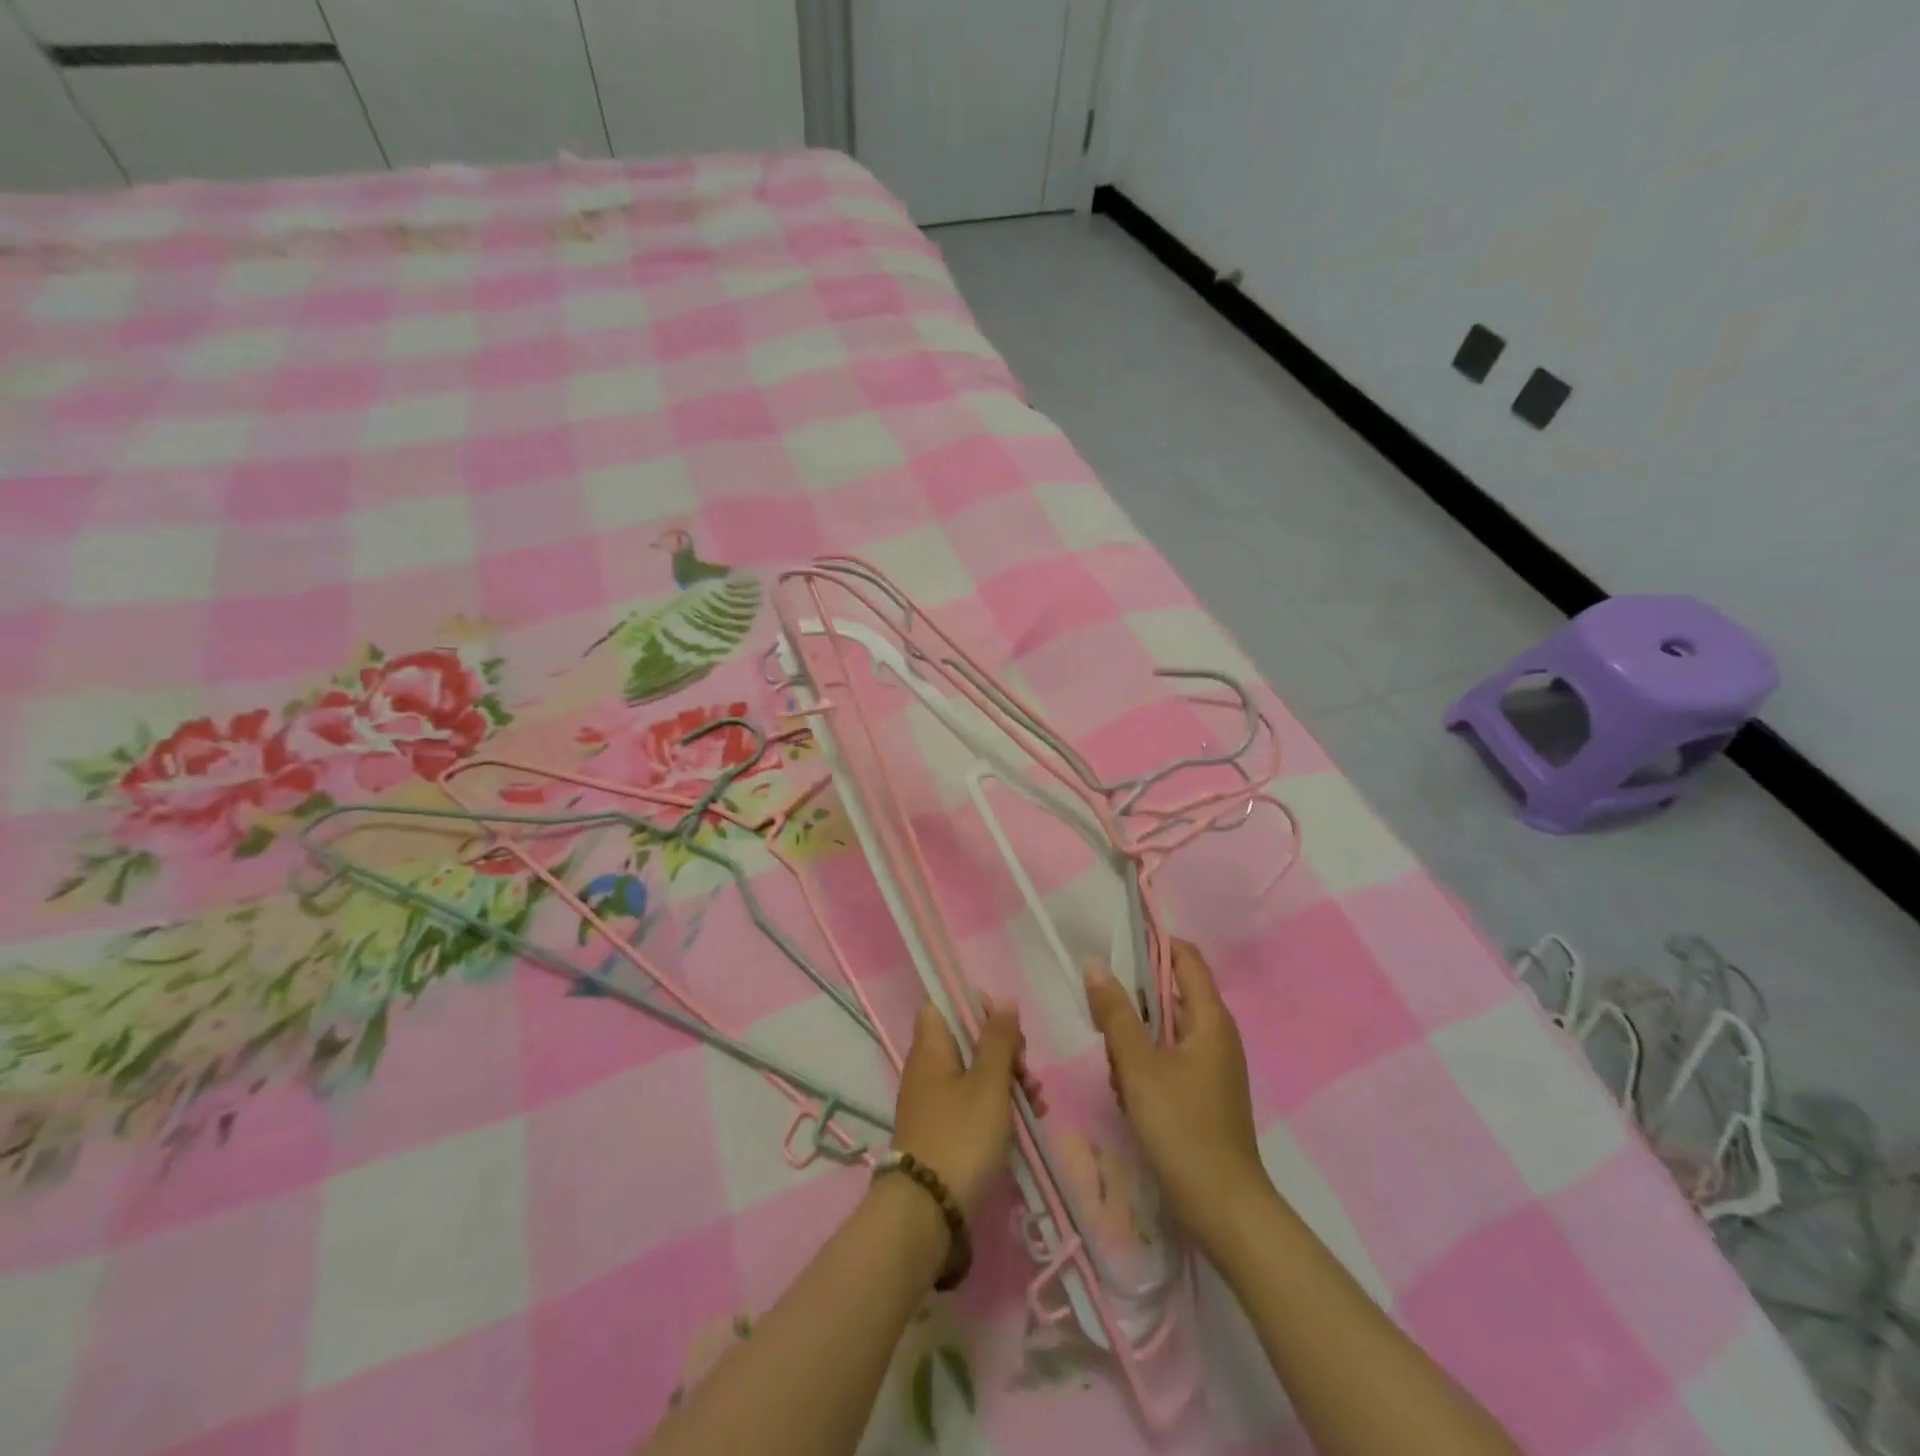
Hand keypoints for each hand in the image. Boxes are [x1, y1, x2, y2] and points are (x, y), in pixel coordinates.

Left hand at [891, 996, 1044, 1217]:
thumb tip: (1002, 1000)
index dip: (973, 1006)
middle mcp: (927, 1069)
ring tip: (1037, 1101)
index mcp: (931, 1048)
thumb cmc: (961, 1135)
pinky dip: (998, 1106)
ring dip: (1008, 1081)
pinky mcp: (944, 1132)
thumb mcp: (988, 1083)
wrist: (928, 1211)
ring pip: (975, 1074)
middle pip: (966, 1041)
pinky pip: (973, 1104)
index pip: (943, 1005)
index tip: (1004, 1024)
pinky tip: (1028, 1120)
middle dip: (1003, 1050)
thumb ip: (998, 1040)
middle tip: (1026, 1069)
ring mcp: (934, 1102)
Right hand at [1085, 940, 1269, 1253]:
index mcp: (1210, 1019)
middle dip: (1134, 1001)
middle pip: (1170, 994)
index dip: (1153, 943)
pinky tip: (1127, 1093)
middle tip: (1101, 1014)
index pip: (1186, 958)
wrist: (1224, 1210)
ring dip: (1135, 1039)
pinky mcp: (1202, 1093)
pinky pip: (1167, 1059)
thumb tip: (1095, 964)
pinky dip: (1144, 1065)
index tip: (1114, 943)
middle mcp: (1216, 1035)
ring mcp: (1211, 1066)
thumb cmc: (1182, 1129)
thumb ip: (1115, 1013)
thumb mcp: (1139, 1066)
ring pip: (1164, 1030)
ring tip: (1114, 1065)